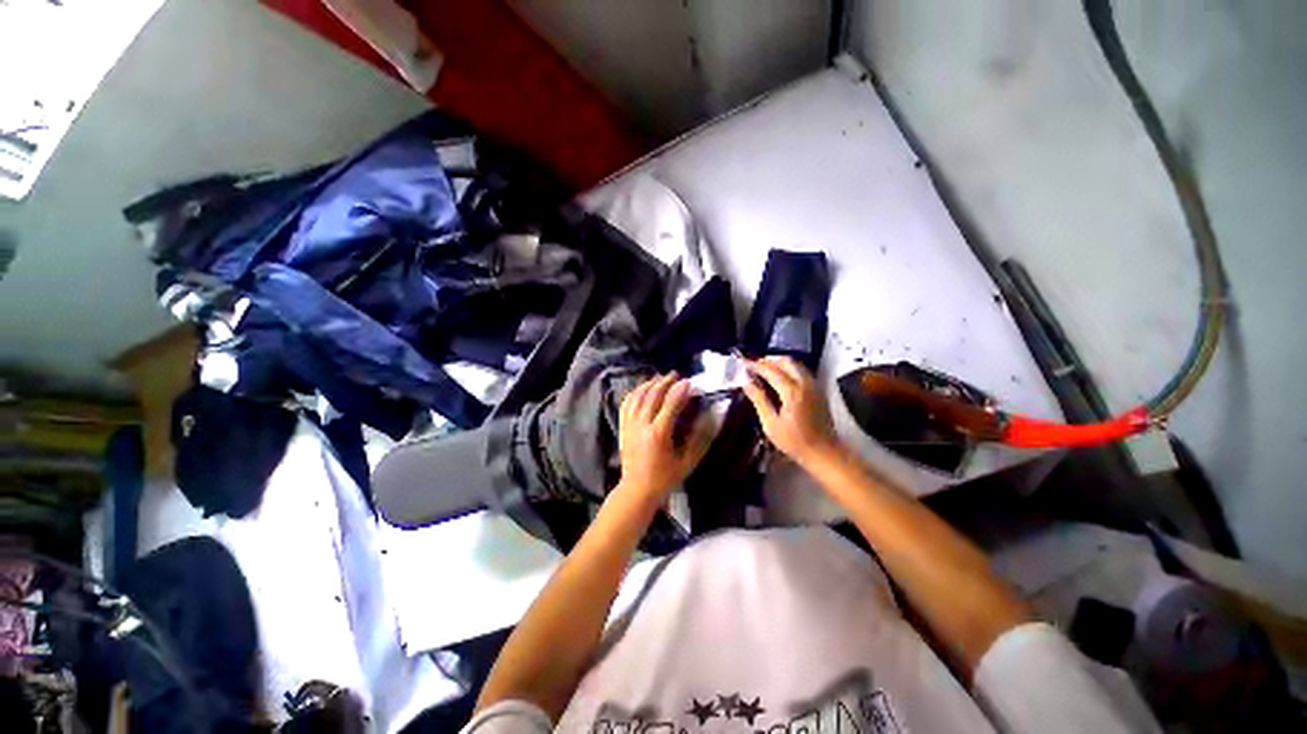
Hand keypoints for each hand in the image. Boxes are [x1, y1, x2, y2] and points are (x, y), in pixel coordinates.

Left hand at [617, 374, 711, 501]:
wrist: (637, 489)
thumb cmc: (665, 477)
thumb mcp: (687, 461)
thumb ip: (700, 438)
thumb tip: (711, 416)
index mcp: (658, 434)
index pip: (670, 404)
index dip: (680, 390)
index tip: (689, 381)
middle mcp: (641, 425)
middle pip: (652, 395)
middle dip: (665, 382)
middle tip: (676, 375)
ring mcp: (629, 425)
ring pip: (638, 396)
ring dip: (649, 384)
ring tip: (660, 378)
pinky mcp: (622, 427)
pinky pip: (626, 403)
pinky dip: (635, 392)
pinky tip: (642, 389)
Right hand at [742, 356, 840, 466]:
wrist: (824, 452)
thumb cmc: (794, 442)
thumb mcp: (771, 423)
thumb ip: (759, 400)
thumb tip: (746, 383)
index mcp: (792, 392)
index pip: (771, 371)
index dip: (755, 365)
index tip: (743, 363)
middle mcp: (805, 384)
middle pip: (786, 361)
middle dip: (768, 360)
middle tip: (754, 364)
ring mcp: (814, 386)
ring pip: (796, 364)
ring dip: (779, 362)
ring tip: (765, 368)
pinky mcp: (818, 390)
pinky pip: (802, 371)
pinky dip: (789, 368)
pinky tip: (781, 376)